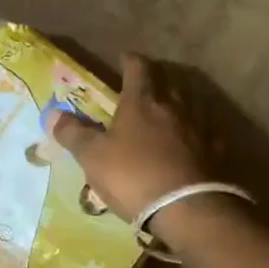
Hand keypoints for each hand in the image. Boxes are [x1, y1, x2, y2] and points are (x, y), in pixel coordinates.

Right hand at [47, 53, 213, 224]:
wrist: (187, 209)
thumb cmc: (133, 177)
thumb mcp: (93, 157)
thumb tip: (52, 113)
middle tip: (146, 85)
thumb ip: (73, 134)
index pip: (138, 68)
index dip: (130, 61)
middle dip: (157, 79)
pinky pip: (205, 131)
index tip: (124, 58)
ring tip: (169, 111)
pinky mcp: (215, 151)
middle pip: (169, 81)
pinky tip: (191, 142)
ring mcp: (199, 127)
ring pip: (190, 103)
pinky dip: (196, 131)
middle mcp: (174, 106)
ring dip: (179, 103)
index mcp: (142, 102)